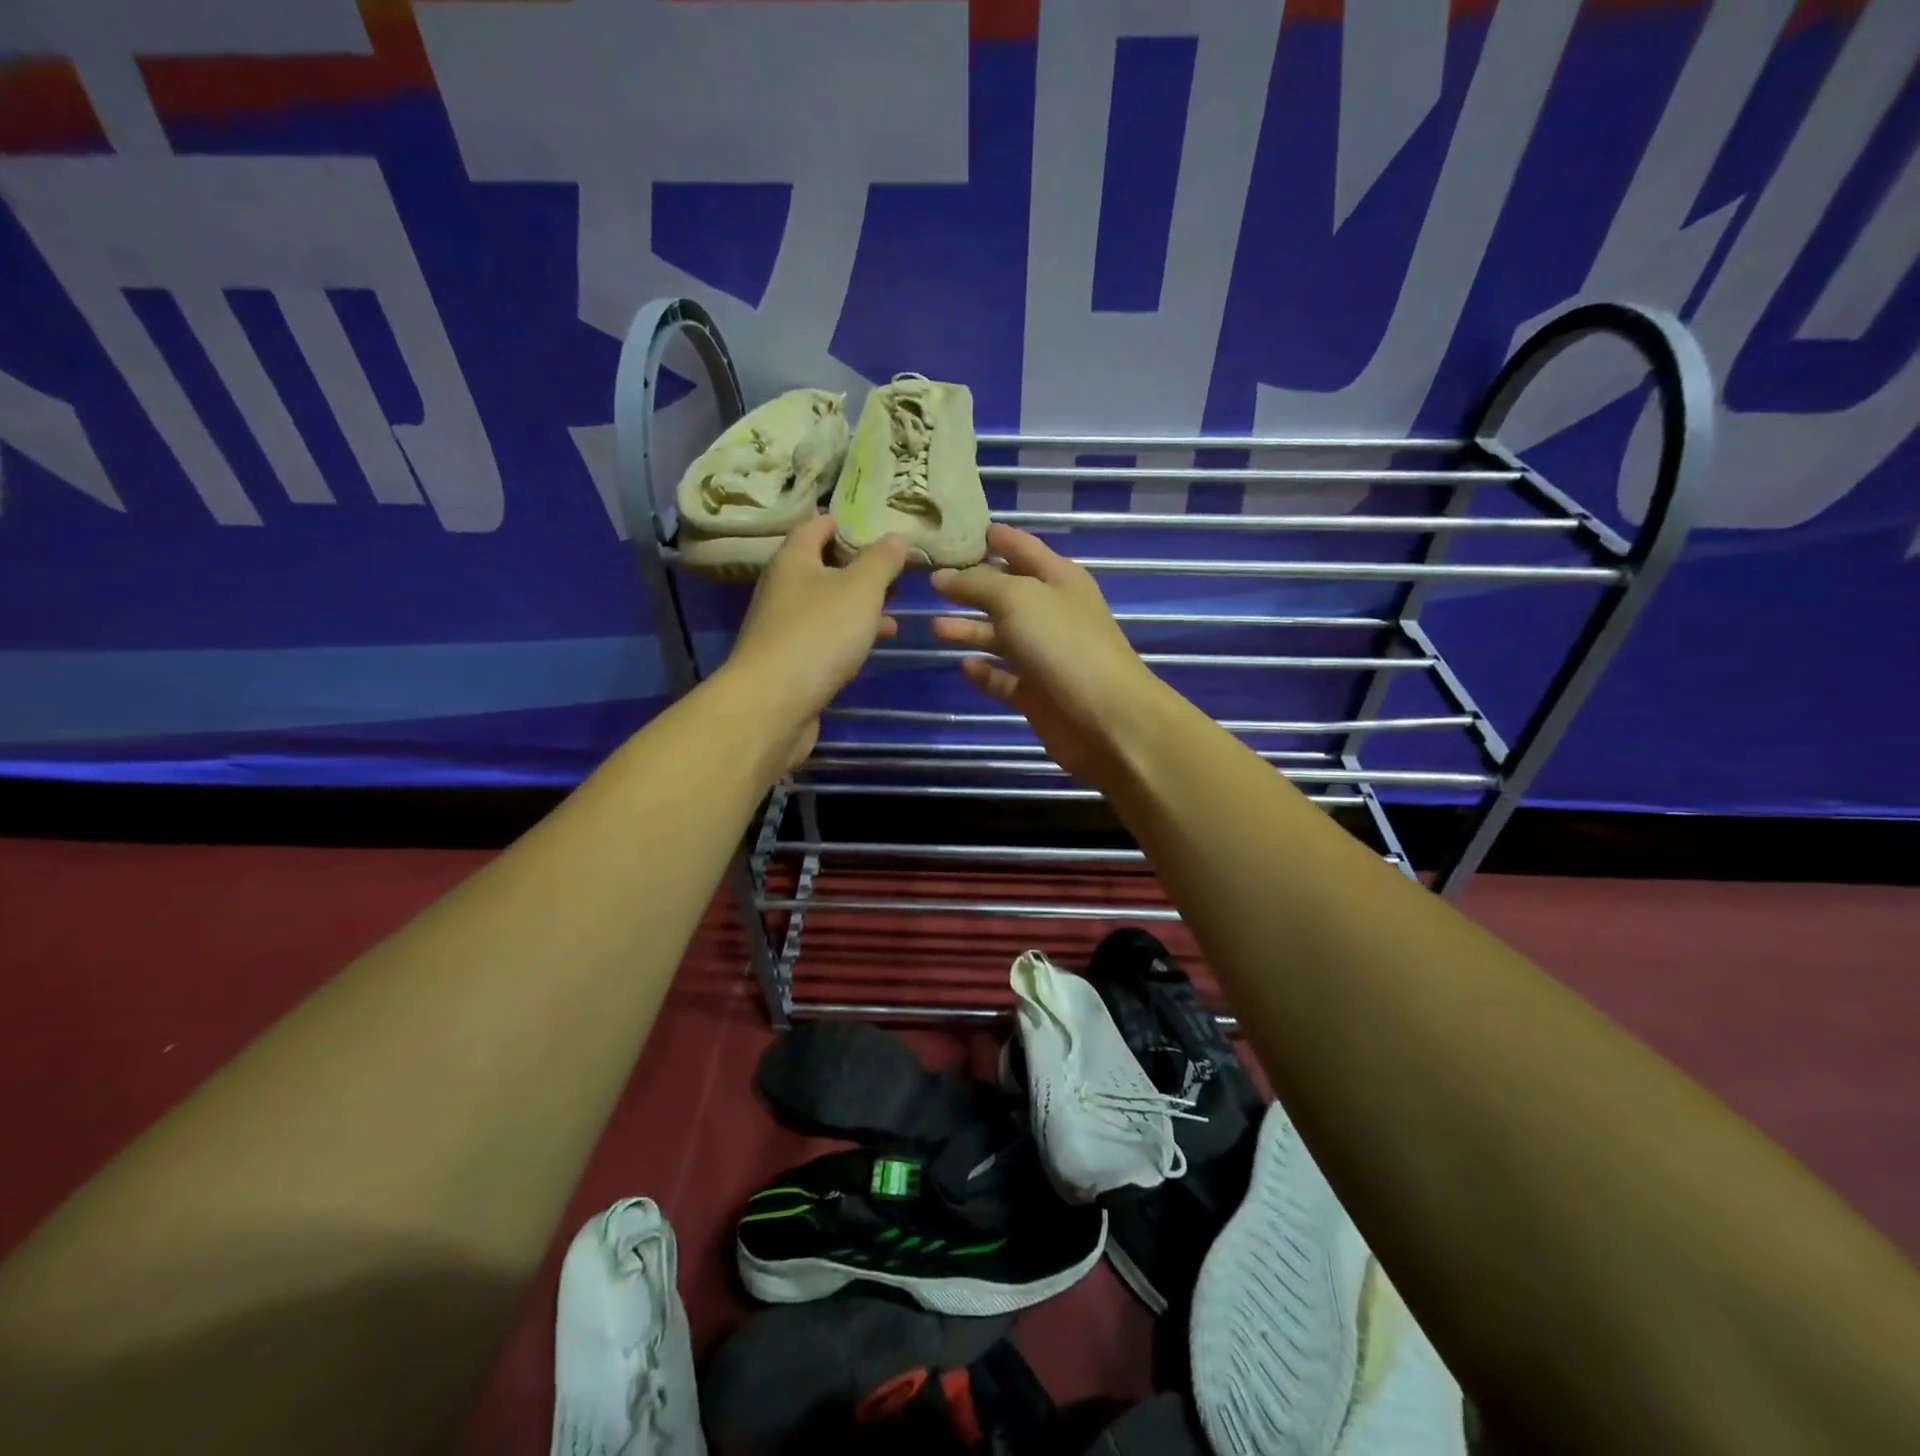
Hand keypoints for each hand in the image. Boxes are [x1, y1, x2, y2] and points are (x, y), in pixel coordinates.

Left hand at [719, 515, 908, 767]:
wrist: (773, 704)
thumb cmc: (818, 634)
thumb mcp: (860, 589)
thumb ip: (882, 561)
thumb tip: (898, 536)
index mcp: (794, 560)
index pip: (815, 526)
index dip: (842, 521)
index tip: (873, 523)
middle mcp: (782, 588)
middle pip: (821, 567)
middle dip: (858, 567)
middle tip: (894, 569)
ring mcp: (783, 627)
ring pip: (826, 605)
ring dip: (858, 605)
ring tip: (895, 609)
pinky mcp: (790, 662)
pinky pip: (824, 637)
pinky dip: (849, 635)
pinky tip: (873, 644)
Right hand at [931, 524, 1169, 786]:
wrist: (1104, 717)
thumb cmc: (1063, 644)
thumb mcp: (1017, 598)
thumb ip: (977, 584)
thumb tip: (942, 577)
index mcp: (1058, 579)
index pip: (1020, 547)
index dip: (991, 538)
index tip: (951, 534)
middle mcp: (1052, 612)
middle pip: (1005, 593)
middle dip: (970, 587)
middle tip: (927, 582)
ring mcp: (1045, 655)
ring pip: (1000, 637)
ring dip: (969, 631)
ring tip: (934, 628)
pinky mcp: (1036, 693)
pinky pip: (1003, 678)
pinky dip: (984, 672)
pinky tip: (963, 666)